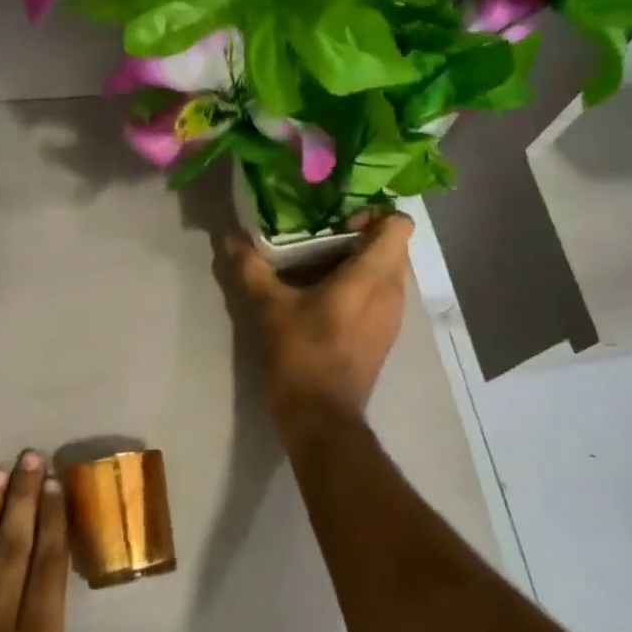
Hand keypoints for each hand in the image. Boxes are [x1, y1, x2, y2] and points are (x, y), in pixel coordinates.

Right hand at [225, 212, 415, 420]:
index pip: (400, 224)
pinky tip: (327, 302)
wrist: (321, 416)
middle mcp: (393, 292)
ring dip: (362, 265)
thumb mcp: (270, 307)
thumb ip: (252, 267)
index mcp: (372, 276)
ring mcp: (394, 317)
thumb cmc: (302, 354)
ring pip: (389, 273)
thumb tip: (231, 238)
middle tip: (322, 243)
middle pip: (394, 247)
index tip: (339, 224)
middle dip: (363, 238)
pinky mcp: (386, 337)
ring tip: (321, 272)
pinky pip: (383, 297)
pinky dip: (363, 289)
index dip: (374, 214)